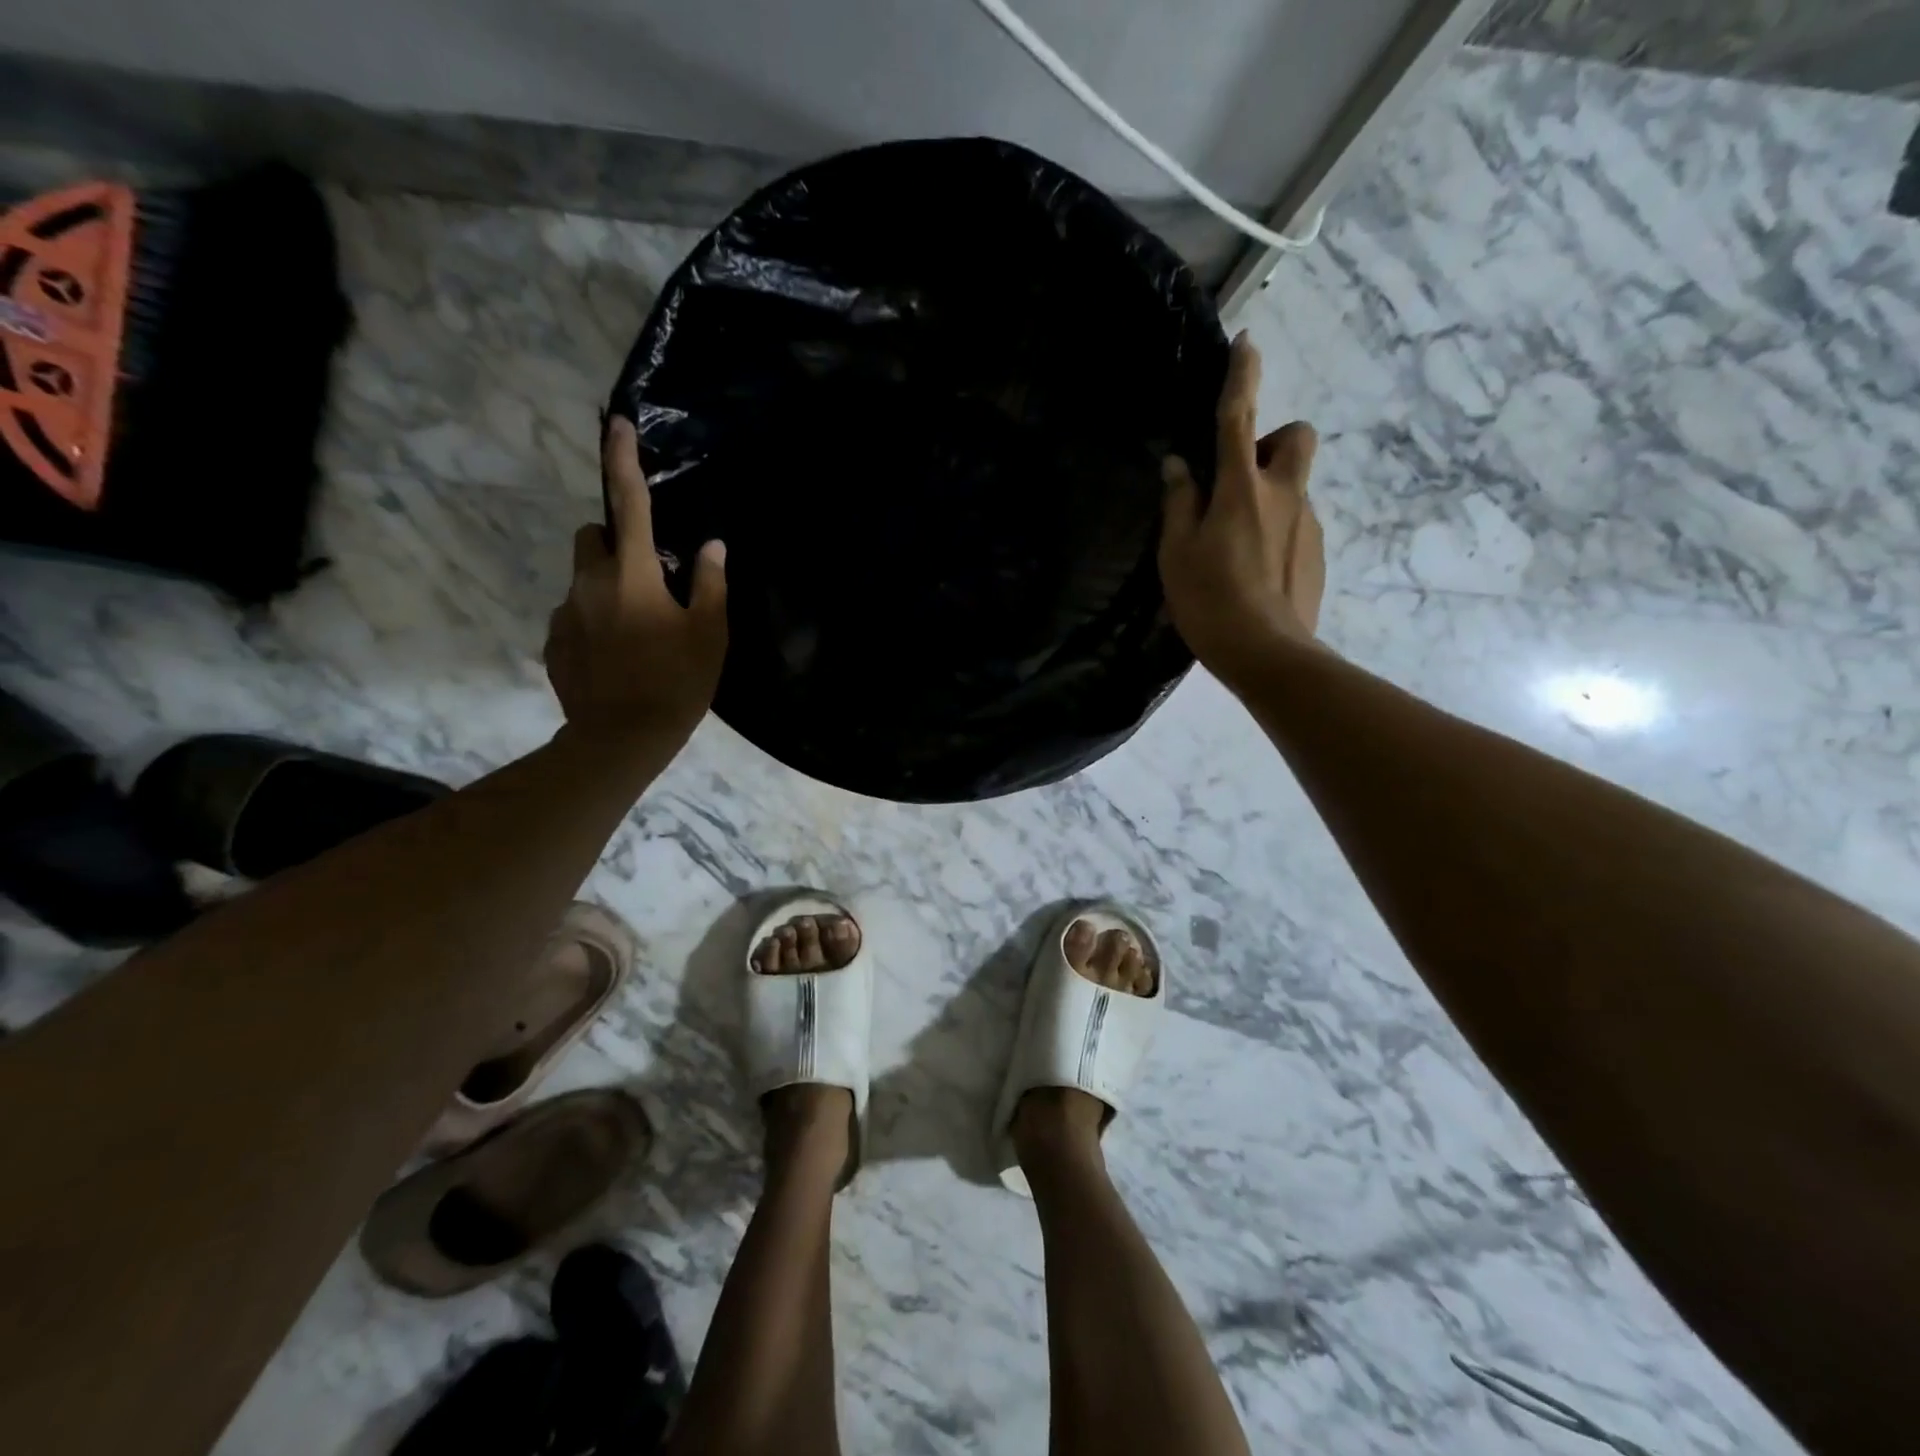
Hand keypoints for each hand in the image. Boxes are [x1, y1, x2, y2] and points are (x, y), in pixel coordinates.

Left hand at [544, 417, 727, 743]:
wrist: (622, 739)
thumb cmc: (677, 683)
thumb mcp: (710, 634)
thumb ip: (710, 584)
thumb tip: (711, 546)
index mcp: (633, 574)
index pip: (627, 504)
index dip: (622, 460)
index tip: (615, 423)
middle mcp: (590, 583)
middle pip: (591, 536)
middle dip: (613, 540)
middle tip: (647, 575)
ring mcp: (567, 613)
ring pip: (582, 578)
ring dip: (606, 585)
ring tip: (636, 629)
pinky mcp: (555, 643)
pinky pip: (575, 616)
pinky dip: (594, 622)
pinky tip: (617, 657)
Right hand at [1159, 332, 1324, 688]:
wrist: (1267, 653)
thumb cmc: (1210, 600)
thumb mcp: (1177, 553)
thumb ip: (1179, 503)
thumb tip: (1179, 466)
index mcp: (1242, 489)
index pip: (1240, 418)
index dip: (1242, 377)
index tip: (1247, 342)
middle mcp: (1284, 494)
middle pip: (1298, 437)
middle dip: (1273, 440)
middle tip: (1239, 476)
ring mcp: (1307, 523)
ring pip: (1294, 485)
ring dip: (1269, 494)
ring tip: (1235, 543)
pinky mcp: (1317, 552)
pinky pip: (1296, 522)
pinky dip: (1276, 530)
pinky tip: (1253, 570)